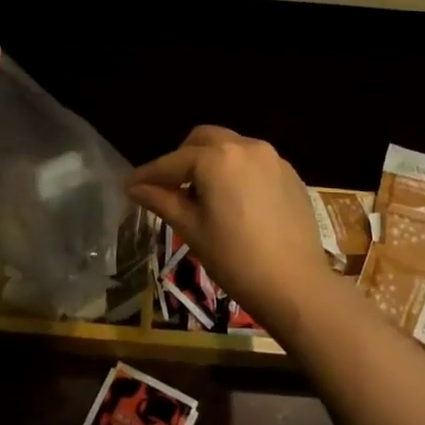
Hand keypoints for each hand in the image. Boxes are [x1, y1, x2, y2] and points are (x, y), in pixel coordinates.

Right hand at [128, 126, 331, 329]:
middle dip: (182, 158)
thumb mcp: (192, 229)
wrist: (295, 284)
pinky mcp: (290, 174)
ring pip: (231, 147)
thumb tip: (135, 187)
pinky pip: (254, 162)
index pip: (173, 162)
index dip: (148, 174)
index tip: (128, 185)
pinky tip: (235, 200)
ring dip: (211, 161)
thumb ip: (162, 200)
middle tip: (169, 186)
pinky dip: (237, 171)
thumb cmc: (235, 259)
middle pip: (204, 139)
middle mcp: (246, 147)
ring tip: (203, 194)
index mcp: (217, 159)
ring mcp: (273, 158)